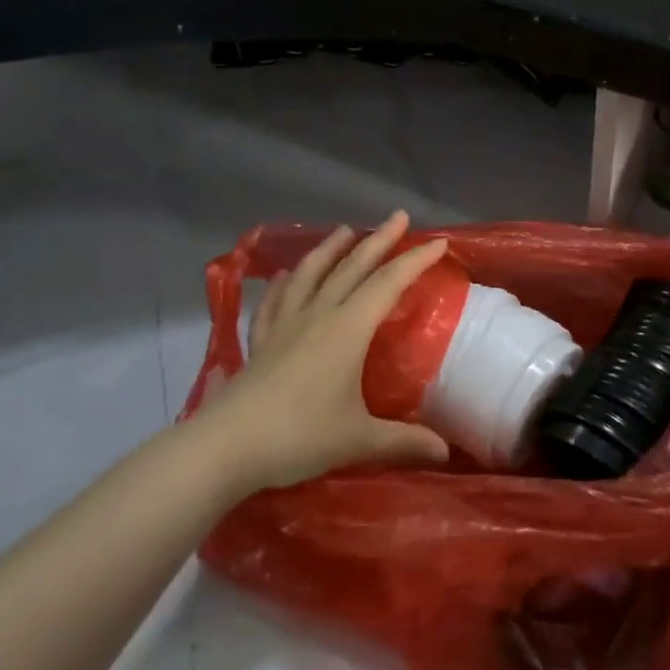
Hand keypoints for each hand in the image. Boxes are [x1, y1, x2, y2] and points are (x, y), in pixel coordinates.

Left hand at [194, 212, 451, 491]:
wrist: (223, 449)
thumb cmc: (298, 436)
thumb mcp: (359, 440)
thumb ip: (404, 442)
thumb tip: (447, 453)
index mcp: (347, 330)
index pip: (388, 284)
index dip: (415, 261)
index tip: (438, 242)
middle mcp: (317, 317)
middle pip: (352, 269)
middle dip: (378, 241)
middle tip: (398, 216)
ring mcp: (284, 327)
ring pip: (311, 276)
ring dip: (330, 250)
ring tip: (344, 230)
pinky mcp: (261, 343)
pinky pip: (275, 303)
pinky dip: (284, 284)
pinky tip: (285, 275)